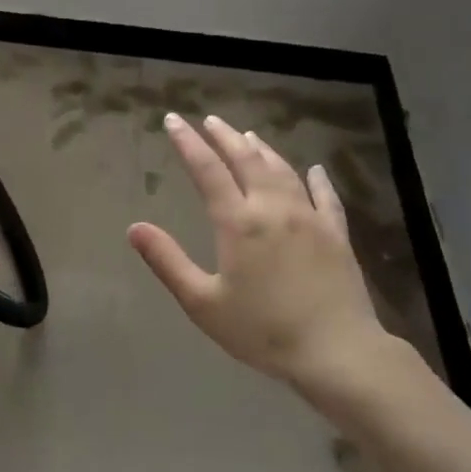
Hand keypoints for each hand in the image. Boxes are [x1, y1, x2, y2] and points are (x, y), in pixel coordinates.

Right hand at [129, 114, 407, 406]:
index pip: (207, 170)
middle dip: (225, 137)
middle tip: (210, 120)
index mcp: (238, 222)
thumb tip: (134, 227)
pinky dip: (316, 179)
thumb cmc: (262, 331)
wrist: (336, 351)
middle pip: (247, 160)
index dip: (188, 143)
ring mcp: (310, 218)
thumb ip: (168, 261)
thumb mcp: (203, 302)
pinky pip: (326, 196)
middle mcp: (273, 208)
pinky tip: (314, 169)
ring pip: (283, 171)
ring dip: (263, 149)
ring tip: (249, 136)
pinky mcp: (337, 234)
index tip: (173, 120)